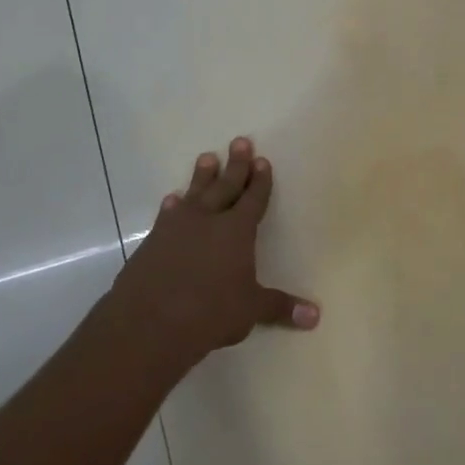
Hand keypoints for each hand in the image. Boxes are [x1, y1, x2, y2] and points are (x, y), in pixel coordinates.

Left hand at [108, 137, 318, 368]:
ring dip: (202, 176)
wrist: (148, 322)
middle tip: (240, 142)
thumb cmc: (209, 312)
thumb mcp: (250, 311)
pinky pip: (167, 214)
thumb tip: (315, 316)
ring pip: (194, 194)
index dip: (260, 181)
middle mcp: (208, 220)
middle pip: (225, 186)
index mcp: (236, 231)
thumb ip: (280, 307)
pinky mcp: (153, 241)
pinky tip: (172, 199)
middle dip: (235, 165)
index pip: (253, 199)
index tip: (262, 160)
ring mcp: (177, 228)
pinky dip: (173, 205)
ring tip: (207, 157)